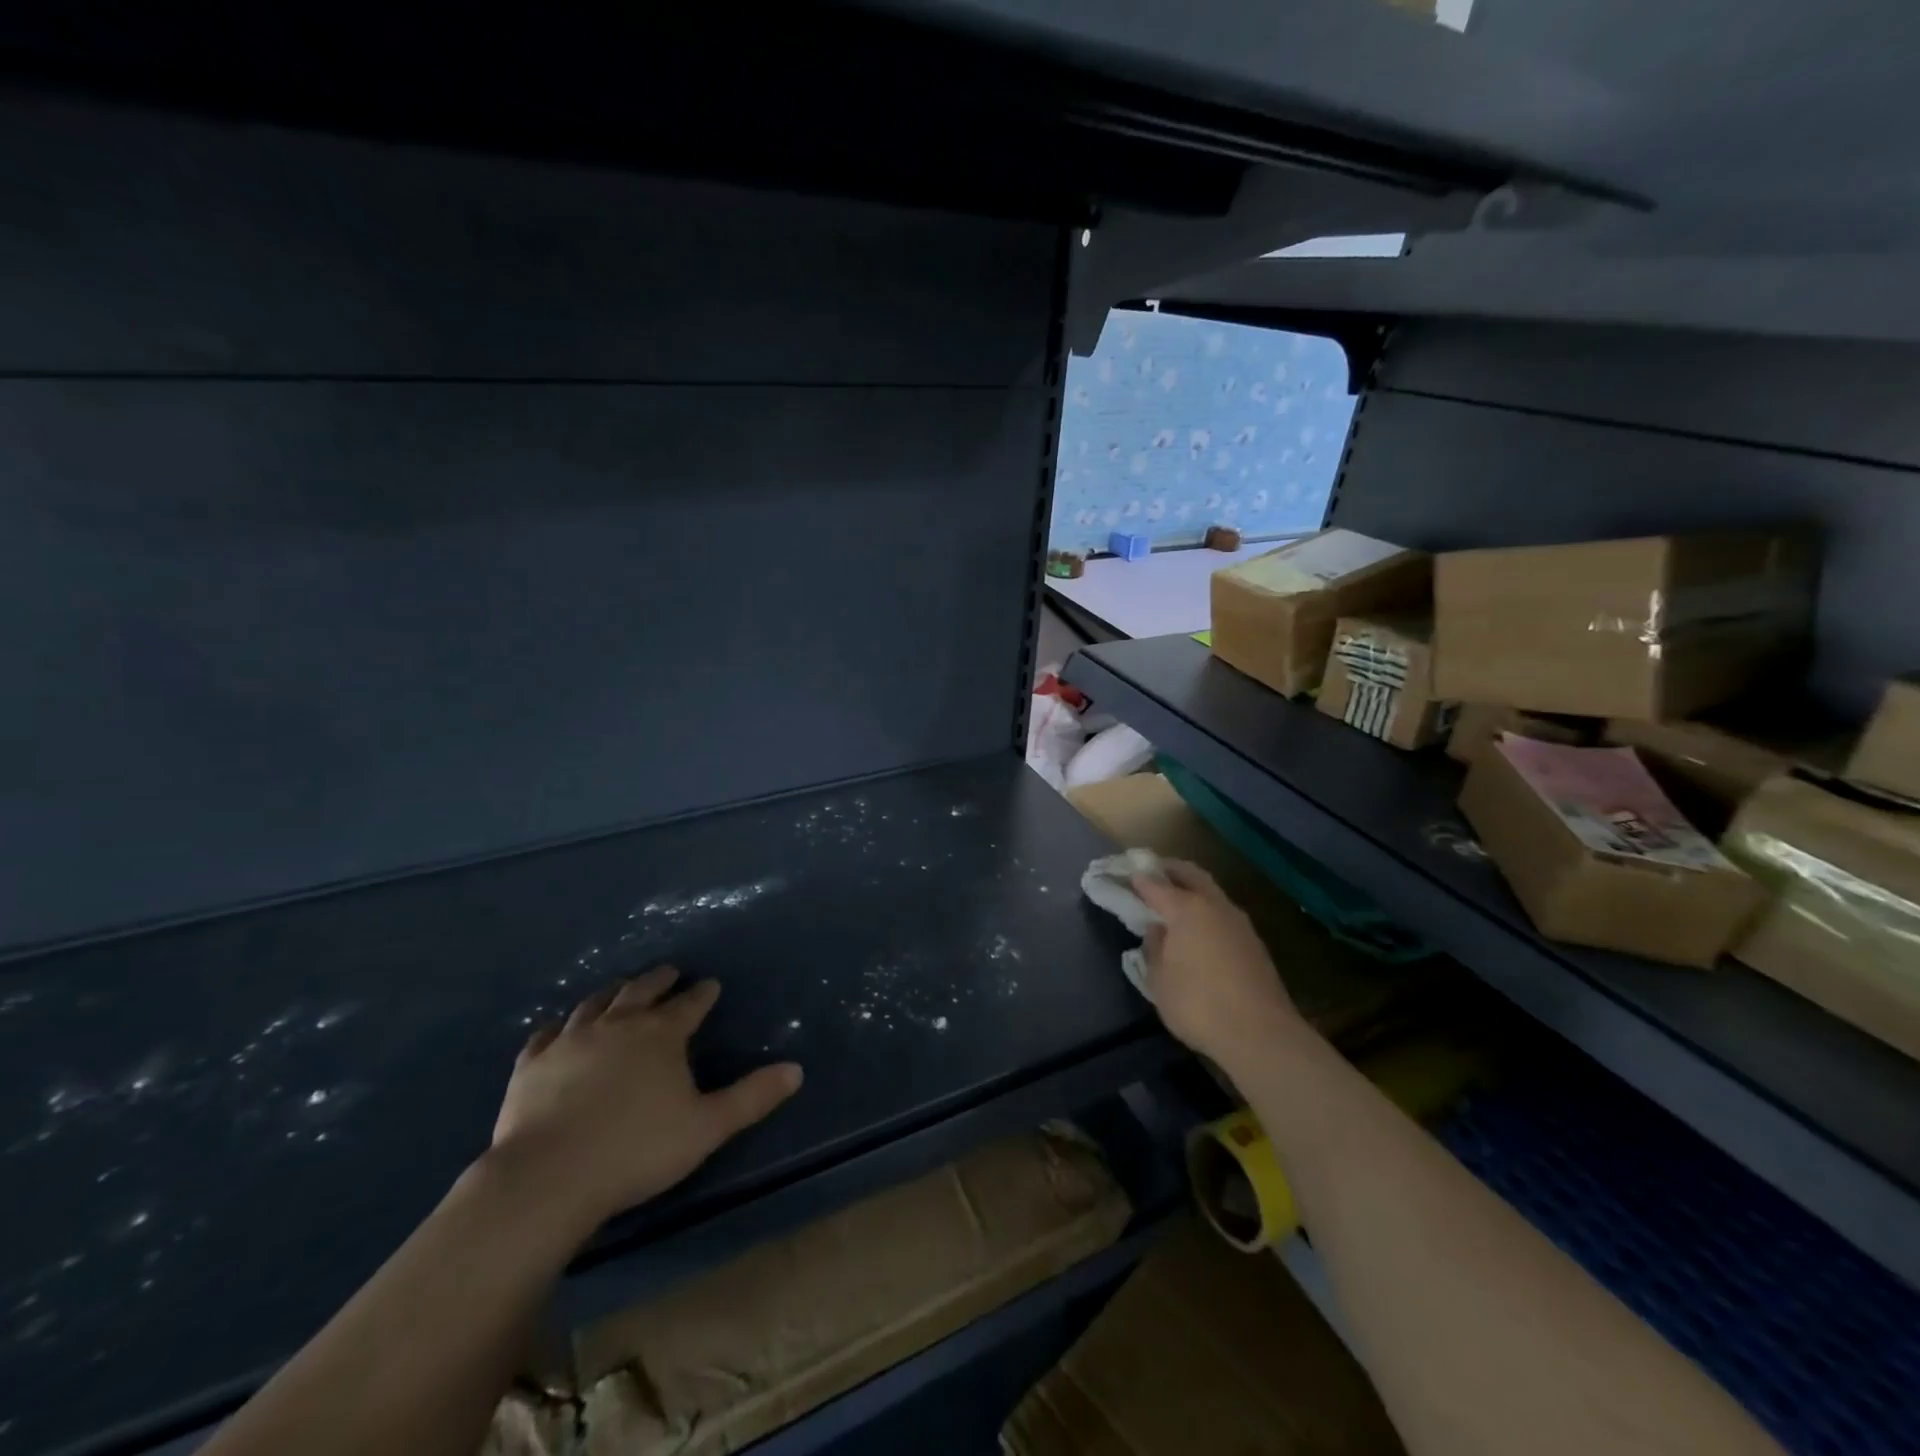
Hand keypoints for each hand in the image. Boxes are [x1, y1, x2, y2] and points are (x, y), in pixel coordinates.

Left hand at [488, 966, 802, 1228]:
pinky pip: (546, 1034)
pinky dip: (558, 1026)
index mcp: (661, 1034)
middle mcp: (617, 1025)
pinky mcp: (531, 1064)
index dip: (703, 994)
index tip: (711, 984)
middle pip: (641, 991)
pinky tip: (558, 1027)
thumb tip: (797, 1070)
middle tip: (669, 972)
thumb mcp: (707, 1126)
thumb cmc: (637, 1150)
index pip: (689, 1004)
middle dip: (659, 980)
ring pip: (595, 1003)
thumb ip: (752, 1097)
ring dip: (613, 992)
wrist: (548, 1178)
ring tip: (620, 987)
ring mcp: (570, 1041)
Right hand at [1132, 860, 1302, 1065]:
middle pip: (1190, 874)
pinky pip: (1222, 914)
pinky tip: (1197, 931)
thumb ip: (1154, 948)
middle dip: (1169, 870)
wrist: (1261, 1035)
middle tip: (1150, 876)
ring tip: (1172, 904)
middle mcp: (1214, 906)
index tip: (1124, 876)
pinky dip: (1205, 911)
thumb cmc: (1198, 1005)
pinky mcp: (1253, 942)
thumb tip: (1158, 931)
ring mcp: (1238, 922)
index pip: (1155, 884)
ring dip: (1191, 890)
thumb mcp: (1159, 980)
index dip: (1138, 879)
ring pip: (1210, 892)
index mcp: (1187, 909)